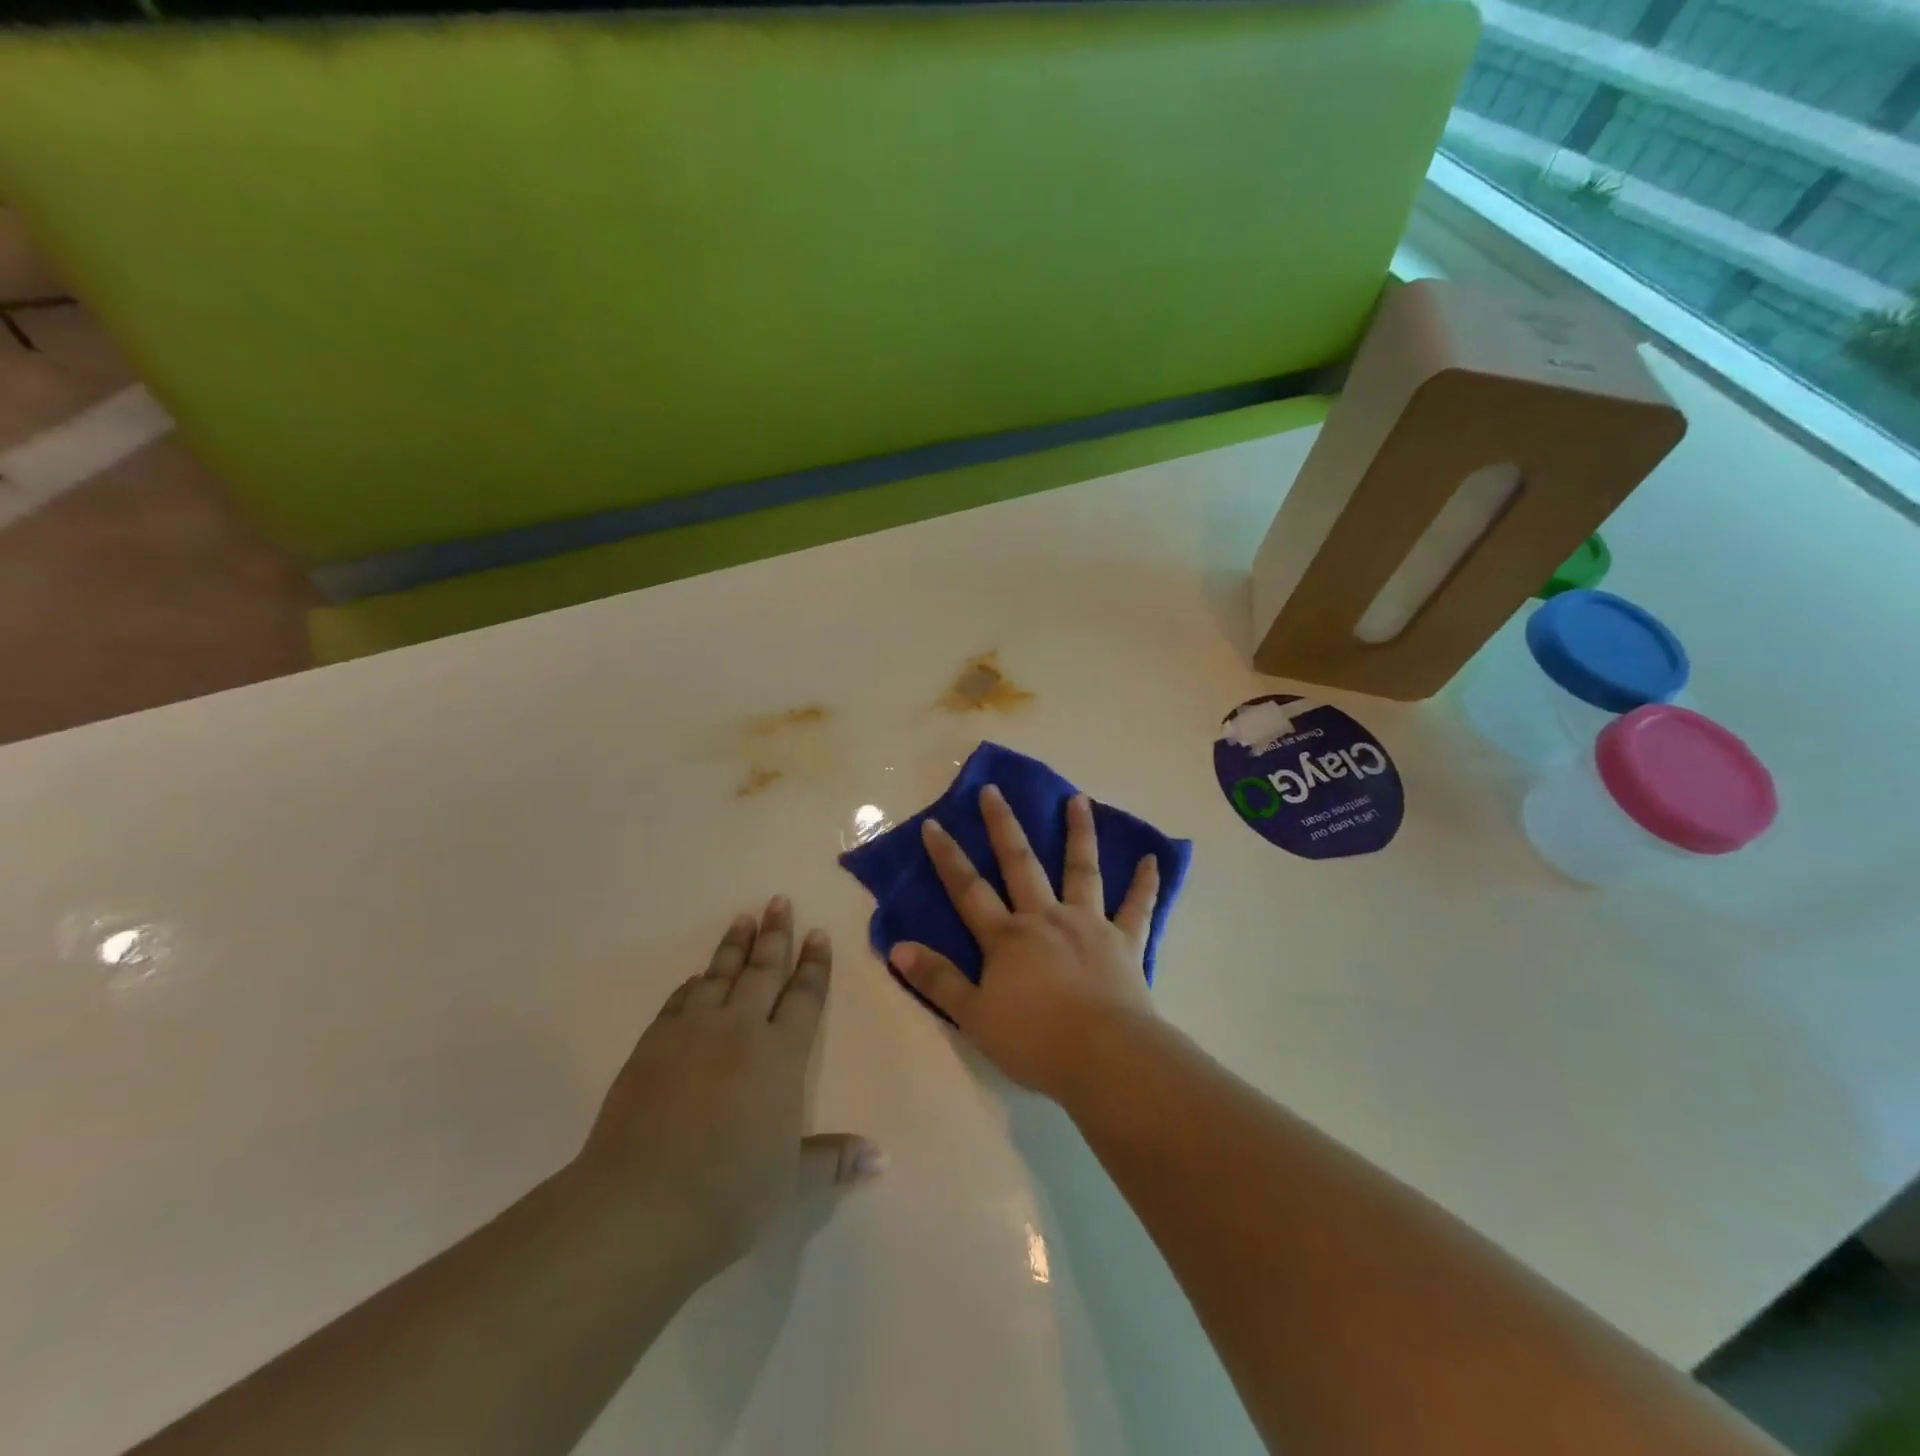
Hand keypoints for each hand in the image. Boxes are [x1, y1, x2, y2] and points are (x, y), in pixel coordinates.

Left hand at [577, 898, 882, 1275]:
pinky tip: (695, 979)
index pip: (803, 997)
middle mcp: (739, 1030)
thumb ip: (834, 1159)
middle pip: (762, 972)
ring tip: (742, 919)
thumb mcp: (791, 1181)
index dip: (814, 965)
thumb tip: (882, 1158)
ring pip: (719, 976)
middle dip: (775, 936)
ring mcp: (691, 1033)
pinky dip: (692, 986)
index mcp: (780, 1055)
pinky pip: (679, 1001)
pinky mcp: (652, 1046)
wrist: (640, 1207)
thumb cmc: (730, 1193)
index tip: (817, 933)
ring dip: (733, 947)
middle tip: (779, 901)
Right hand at [889, 786, 1159, 1101]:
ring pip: (1081, 870)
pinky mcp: (1125, 941)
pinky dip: (1146, 883)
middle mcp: (1046, 918)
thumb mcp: (974, 1016)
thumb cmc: (1035, 1040)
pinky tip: (1153, 859)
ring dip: (1079, 833)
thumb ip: (938, 979)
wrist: (1104, 1057)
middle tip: (995, 790)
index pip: (969, 890)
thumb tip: (898, 947)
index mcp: (1007, 937)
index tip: (934, 824)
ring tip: (1078, 799)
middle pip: (1021, 864)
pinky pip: (1137, 907)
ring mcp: (1089, 924)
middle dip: (1004, 826)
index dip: (948, 857)